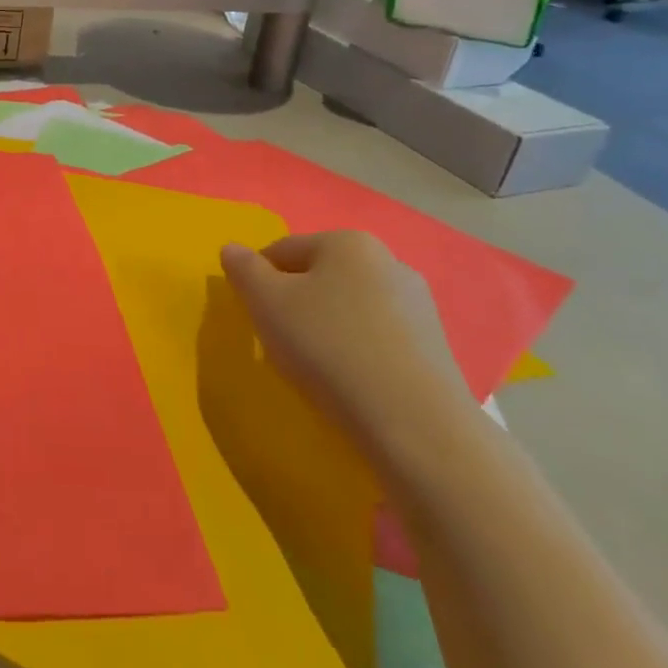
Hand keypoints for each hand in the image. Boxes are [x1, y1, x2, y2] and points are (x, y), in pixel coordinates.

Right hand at [221, 233, 465, 454]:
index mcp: (348, 242)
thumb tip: (232, 250)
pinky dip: (357, 352)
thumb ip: (243, 269)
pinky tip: (351, 383)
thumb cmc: (329, 348)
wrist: (417, 426)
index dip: (258, 280)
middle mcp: (388, 262)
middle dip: (295, 303)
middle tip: (280, 342)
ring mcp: (418, 306)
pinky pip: (378, 338)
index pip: (283, 250)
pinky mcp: (436, 347)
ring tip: (316, 368)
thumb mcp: (266, 303)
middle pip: (319, 277)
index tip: (253, 316)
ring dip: (326, 328)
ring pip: (349, 308)